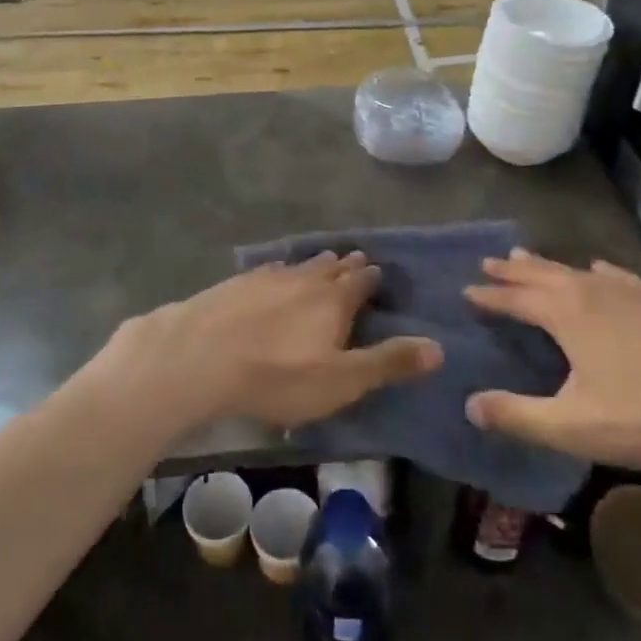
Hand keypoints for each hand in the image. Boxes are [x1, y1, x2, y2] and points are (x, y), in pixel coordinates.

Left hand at [109, 251, 441, 430]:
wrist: (201, 357)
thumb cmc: (279, 376)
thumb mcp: (342, 381)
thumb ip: (388, 363)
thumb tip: (439, 346)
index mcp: (334, 300)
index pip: (361, 282)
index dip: (372, 278)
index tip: (379, 272)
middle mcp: (304, 278)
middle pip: (331, 267)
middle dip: (346, 265)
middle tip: (356, 259)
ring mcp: (267, 277)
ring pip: (299, 265)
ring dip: (315, 264)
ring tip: (323, 261)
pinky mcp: (236, 283)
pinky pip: (268, 270)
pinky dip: (280, 270)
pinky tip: (274, 272)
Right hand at [463, 250, 640, 477]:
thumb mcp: (573, 426)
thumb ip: (518, 416)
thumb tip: (469, 406)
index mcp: (566, 314)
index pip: (515, 299)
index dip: (489, 297)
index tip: (465, 291)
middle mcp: (592, 291)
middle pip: (541, 274)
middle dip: (511, 271)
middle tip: (487, 263)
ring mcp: (629, 293)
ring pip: (575, 270)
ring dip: (545, 265)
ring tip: (525, 256)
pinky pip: (614, 274)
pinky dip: (596, 270)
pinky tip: (599, 268)